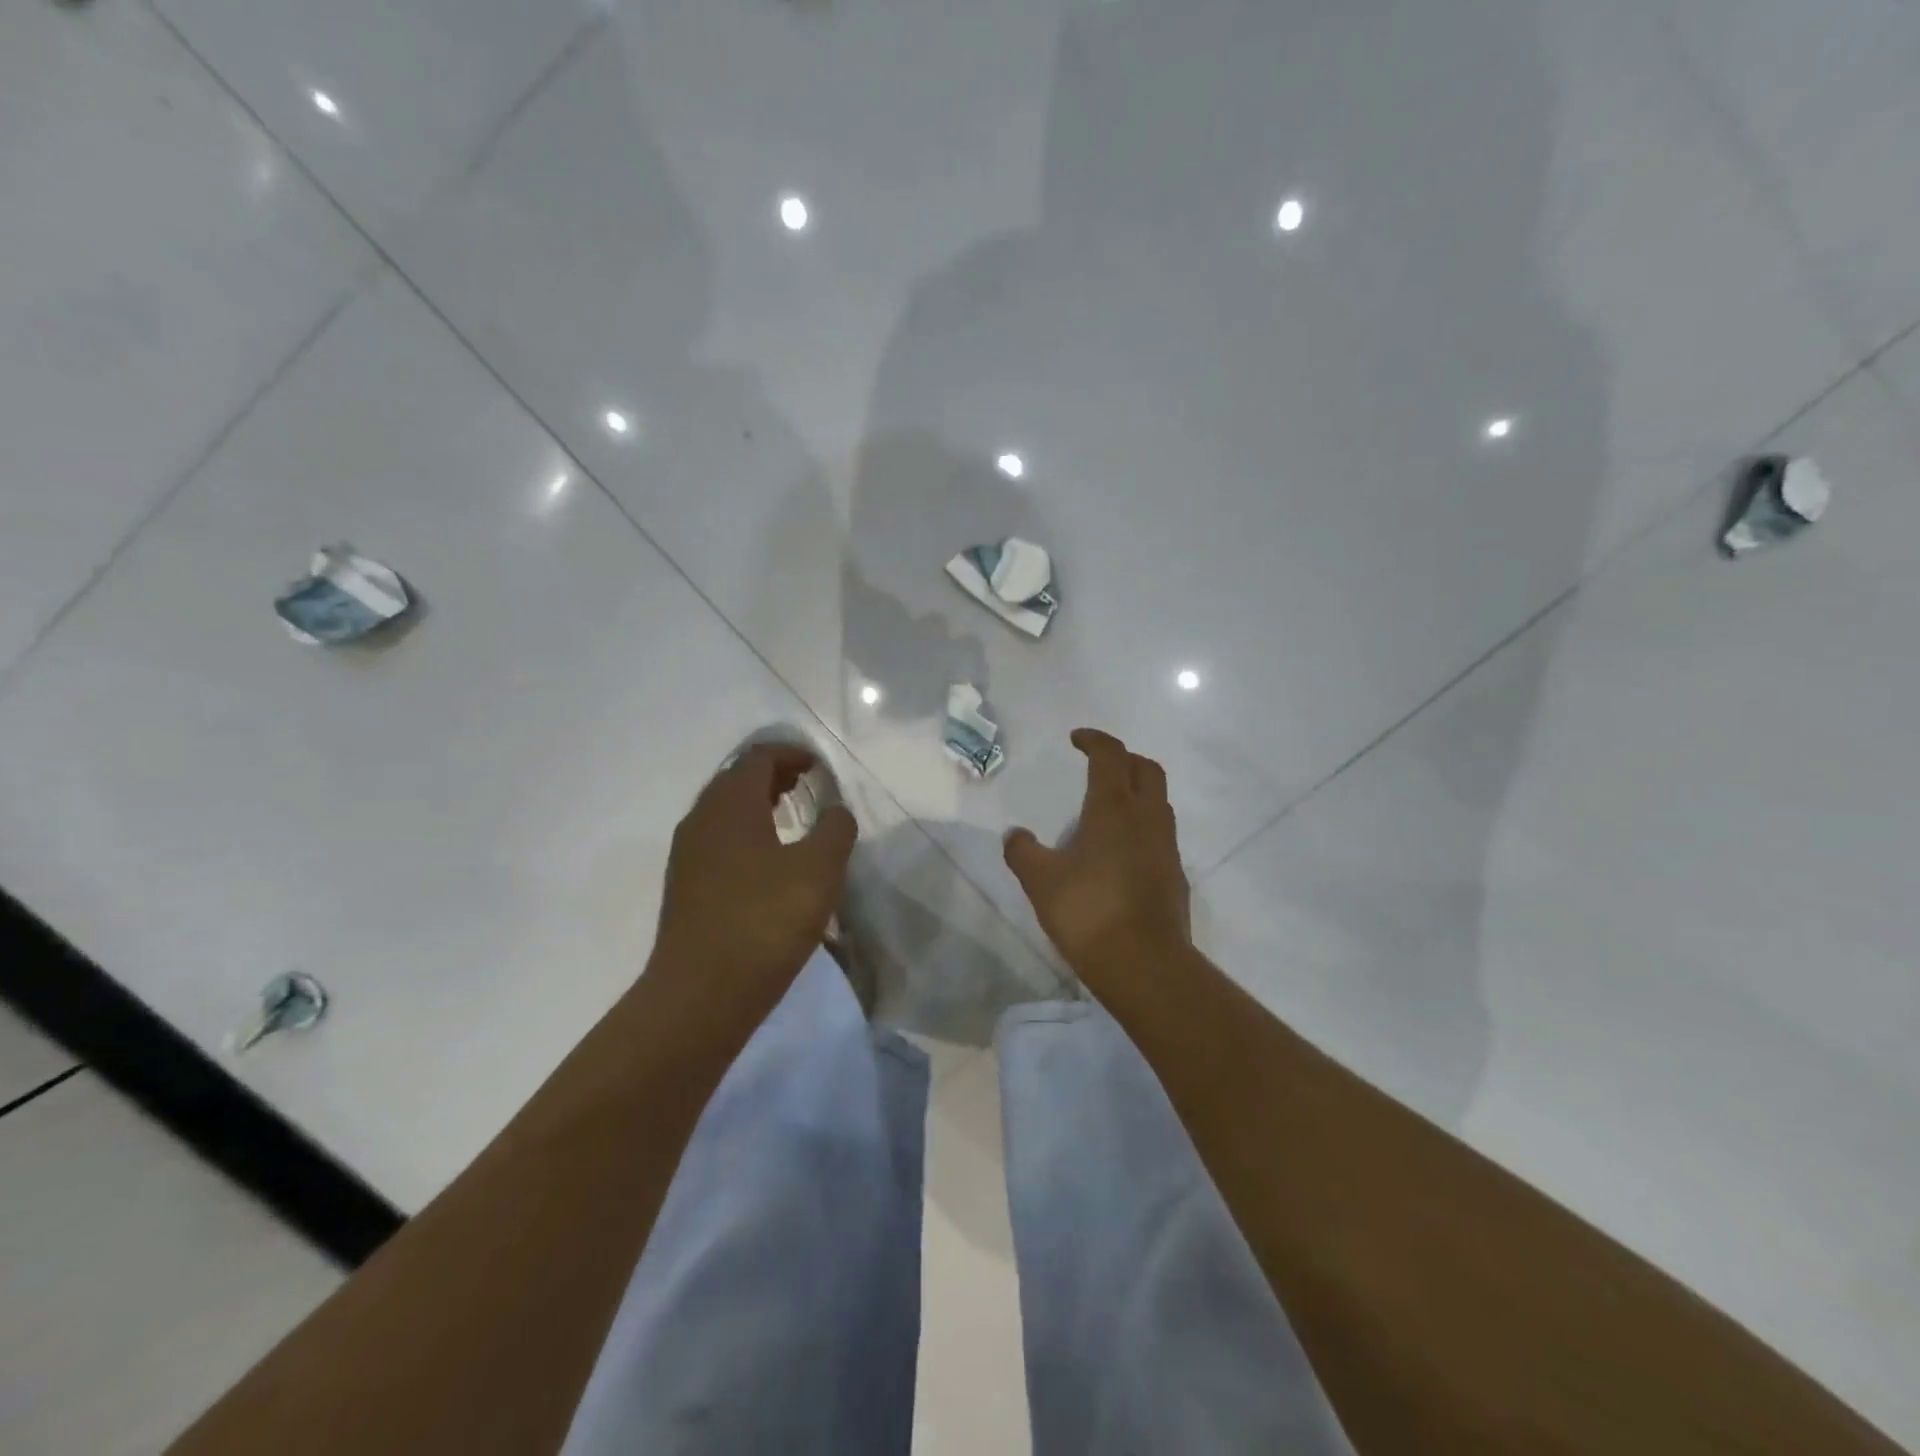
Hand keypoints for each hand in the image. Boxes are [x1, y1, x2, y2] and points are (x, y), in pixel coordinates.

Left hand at [651, 744, 857, 1009]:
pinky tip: (768, 861)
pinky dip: (745, 833)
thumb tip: (835, 810)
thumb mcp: (819, 869)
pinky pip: (718, 840)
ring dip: (758, 804)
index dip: (791, 753)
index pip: (758, 757)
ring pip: (724, 811)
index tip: (819, 765)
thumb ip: (835, 829)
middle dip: (774, 775)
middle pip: (737, 779)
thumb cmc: (765, 921)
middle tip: (808, 784)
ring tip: (791, 817)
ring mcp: (687, 854)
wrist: (701, 994)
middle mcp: (701, 819)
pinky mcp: (685, 886)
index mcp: (730, 804)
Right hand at [1004, 729, 1190, 984]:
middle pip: (1147, 769)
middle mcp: (1147, 819)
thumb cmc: (1089, 912)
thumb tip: (1015, 835)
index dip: (1095, 740)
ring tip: (1108, 808)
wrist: (1145, 965)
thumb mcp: (1041, 881)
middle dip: (1123, 759)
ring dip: (1137, 792)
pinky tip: (1121, 852)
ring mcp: (1166, 847)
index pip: (1111, 755)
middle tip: (1098, 766)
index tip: (1077, 739)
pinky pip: (1161, 834)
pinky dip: (1142, 826)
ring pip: (1159, 801)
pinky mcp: (1175, 875)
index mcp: (1114, 808)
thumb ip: (1023, 852)